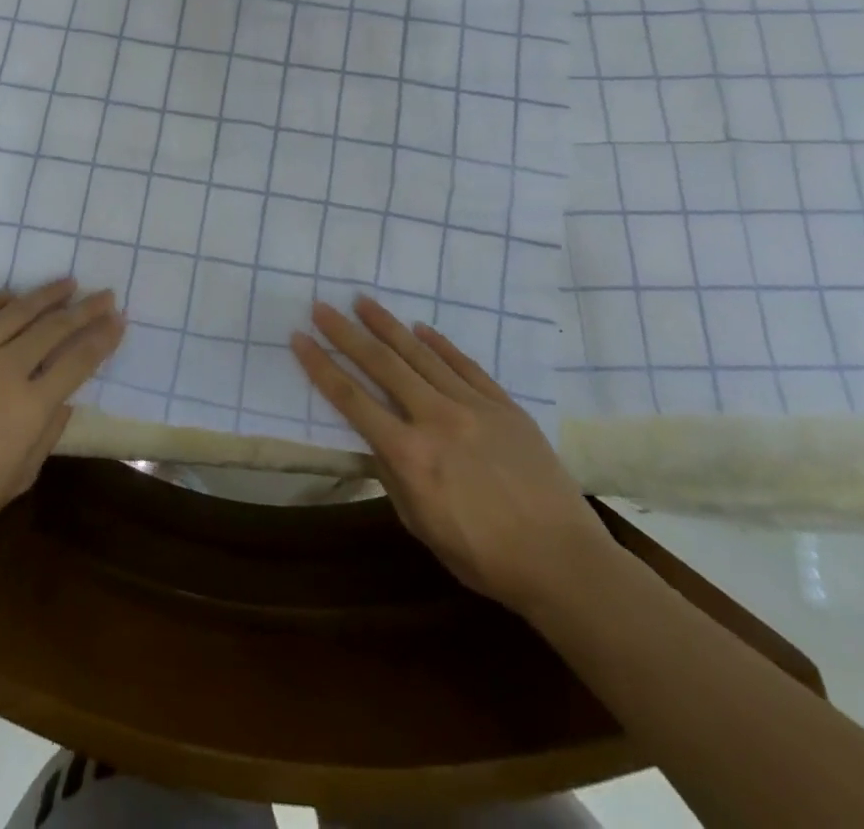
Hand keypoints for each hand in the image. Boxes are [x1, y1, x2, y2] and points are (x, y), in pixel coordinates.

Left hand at [0, 279, 122, 558]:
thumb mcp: (17, 479)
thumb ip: (46, 435)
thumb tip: (62, 401)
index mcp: (29, 406)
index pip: (77, 361)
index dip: (102, 338)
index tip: (118, 320)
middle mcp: (3, 370)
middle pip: (53, 329)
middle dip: (84, 310)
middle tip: (104, 295)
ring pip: (14, 313)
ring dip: (44, 295)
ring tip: (66, 283)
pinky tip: (8, 295)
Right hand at [291, 296, 611, 612]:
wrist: (563, 561)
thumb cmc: (484, 556)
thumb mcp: (422, 526)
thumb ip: (392, 476)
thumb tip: (374, 440)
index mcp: (410, 454)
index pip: (353, 400)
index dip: (322, 367)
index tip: (300, 338)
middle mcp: (436, 418)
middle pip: (382, 365)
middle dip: (347, 333)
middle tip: (323, 306)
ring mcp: (473, 405)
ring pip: (421, 355)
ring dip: (388, 326)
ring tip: (363, 301)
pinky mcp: (503, 405)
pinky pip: (465, 364)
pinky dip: (439, 344)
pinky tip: (420, 328)